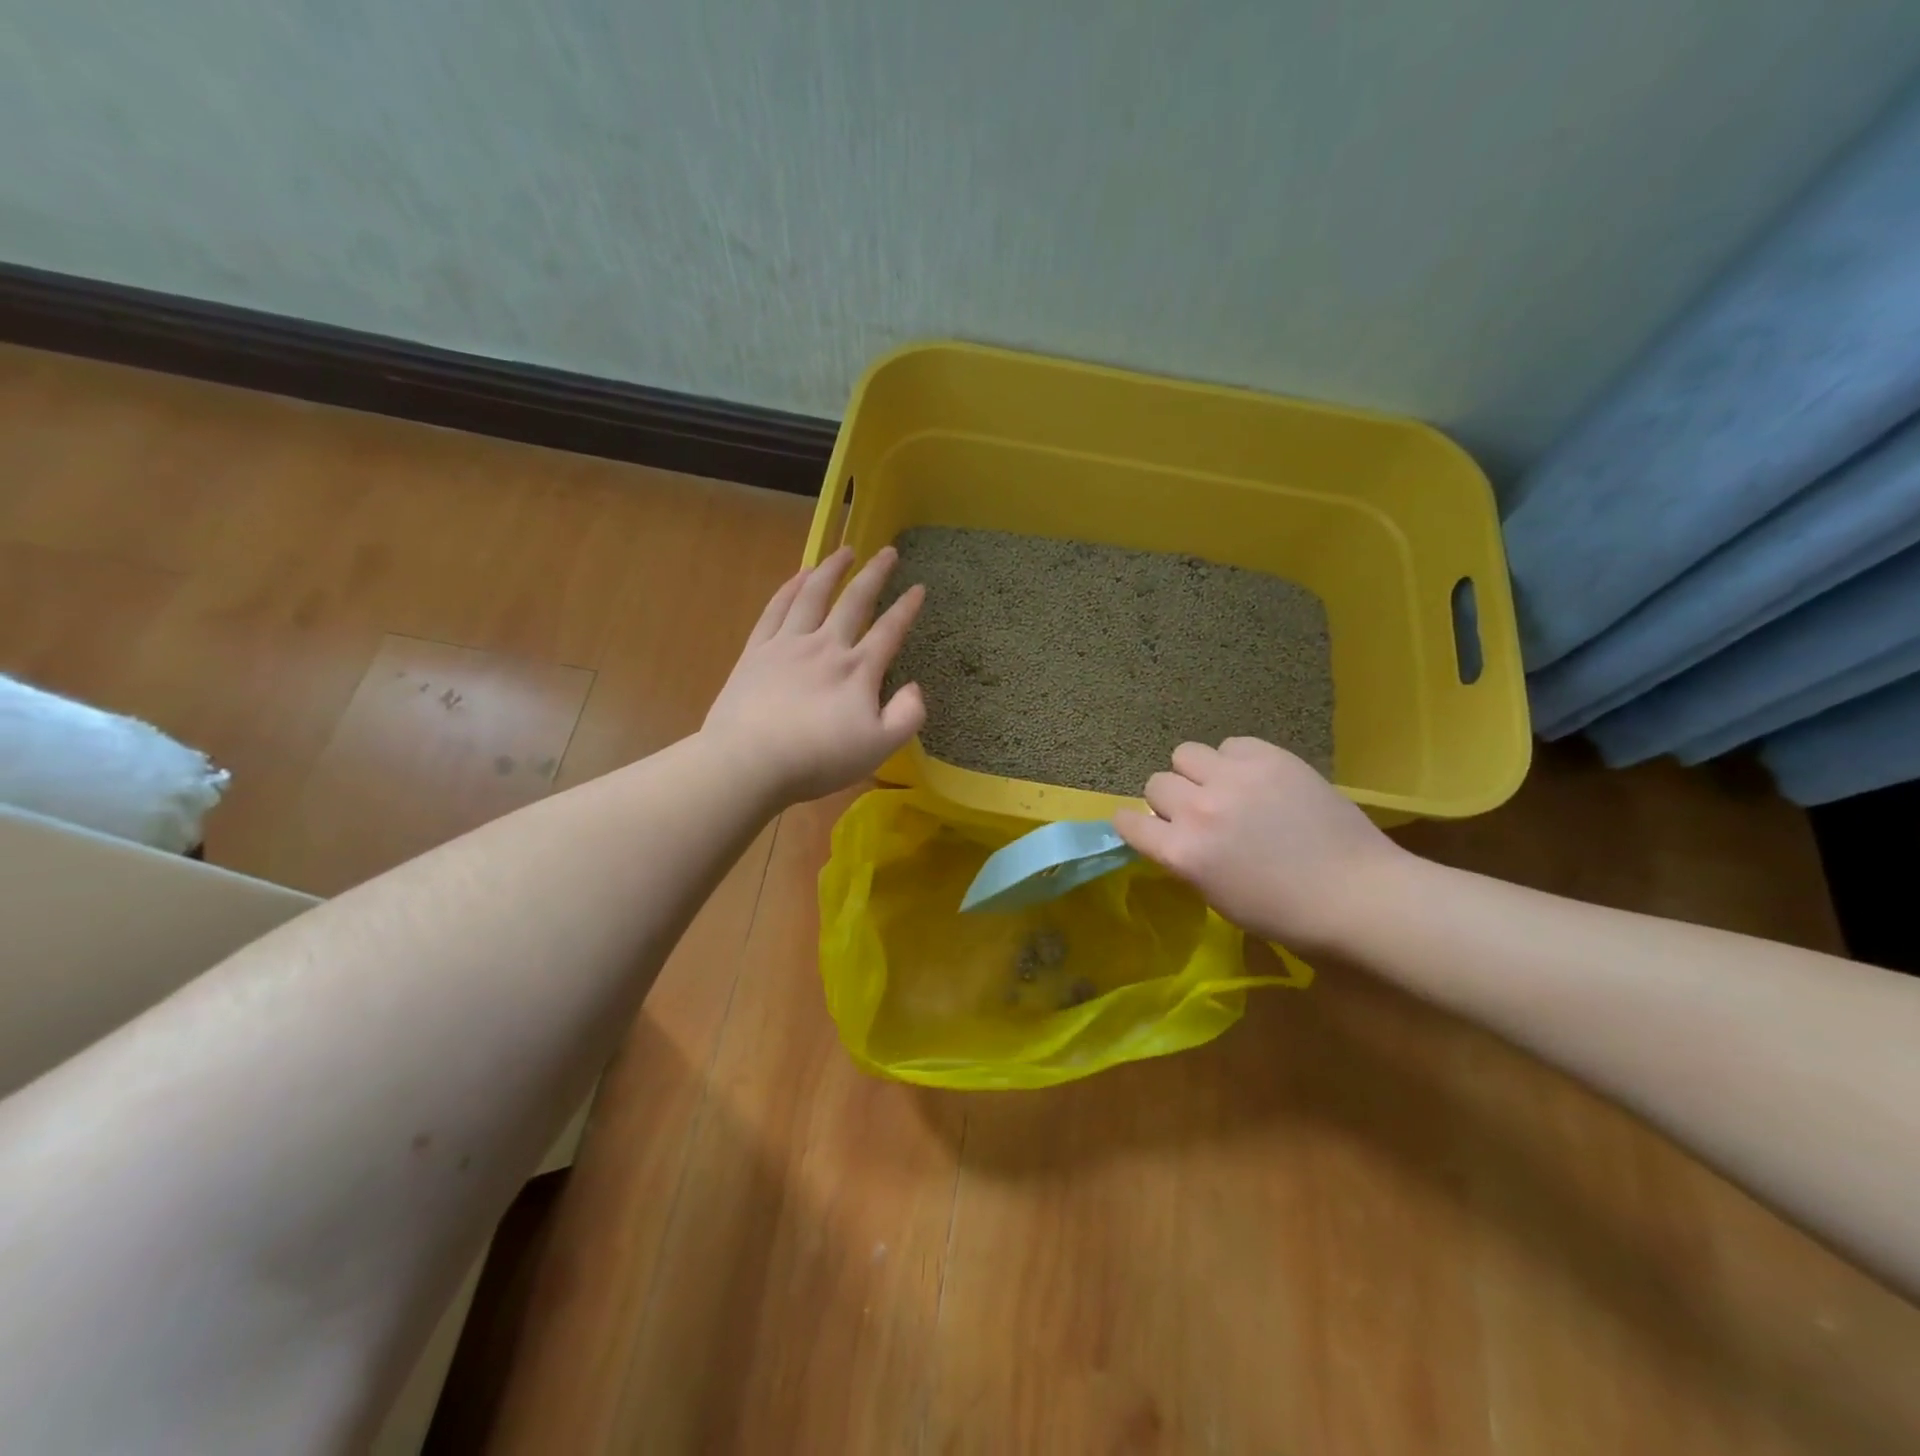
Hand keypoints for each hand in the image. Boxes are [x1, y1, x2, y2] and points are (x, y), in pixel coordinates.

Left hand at [702, 546, 926, 806]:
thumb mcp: (879, 747)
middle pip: (854, 601)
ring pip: (814, 596)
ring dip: (831, 570)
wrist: (750, 761)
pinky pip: (776, 609)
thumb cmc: (818, 758)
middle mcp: (826, 646)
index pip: (889, 631)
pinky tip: (799, 576)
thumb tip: (915, 687)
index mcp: (858, 670)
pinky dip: (790, 588)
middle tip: (888, 551)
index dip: (906, 608)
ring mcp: (788, 645)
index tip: (918, 588)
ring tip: (844, 551)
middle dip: (875, 574)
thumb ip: (907, 716)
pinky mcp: (757, 652)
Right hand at [1113, 737, 1408, 955]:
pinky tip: (1257, 779)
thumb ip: (1186, 858)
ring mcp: (1234, 778)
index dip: (1133, 823)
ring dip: (1197, 772)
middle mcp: (1199, 809)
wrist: (1358, 895)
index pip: (1128, 821)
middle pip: (1157, 783)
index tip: (1144, 826)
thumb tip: (1175, 833)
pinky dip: (1235, 759)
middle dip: (1171, 799)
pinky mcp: (1269, 757)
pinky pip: (1230, 744)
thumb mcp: (1216, 896)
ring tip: (1224, 787)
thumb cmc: (1286, 915)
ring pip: (1185, 754)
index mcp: (1183, 853)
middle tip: (1199, 813)